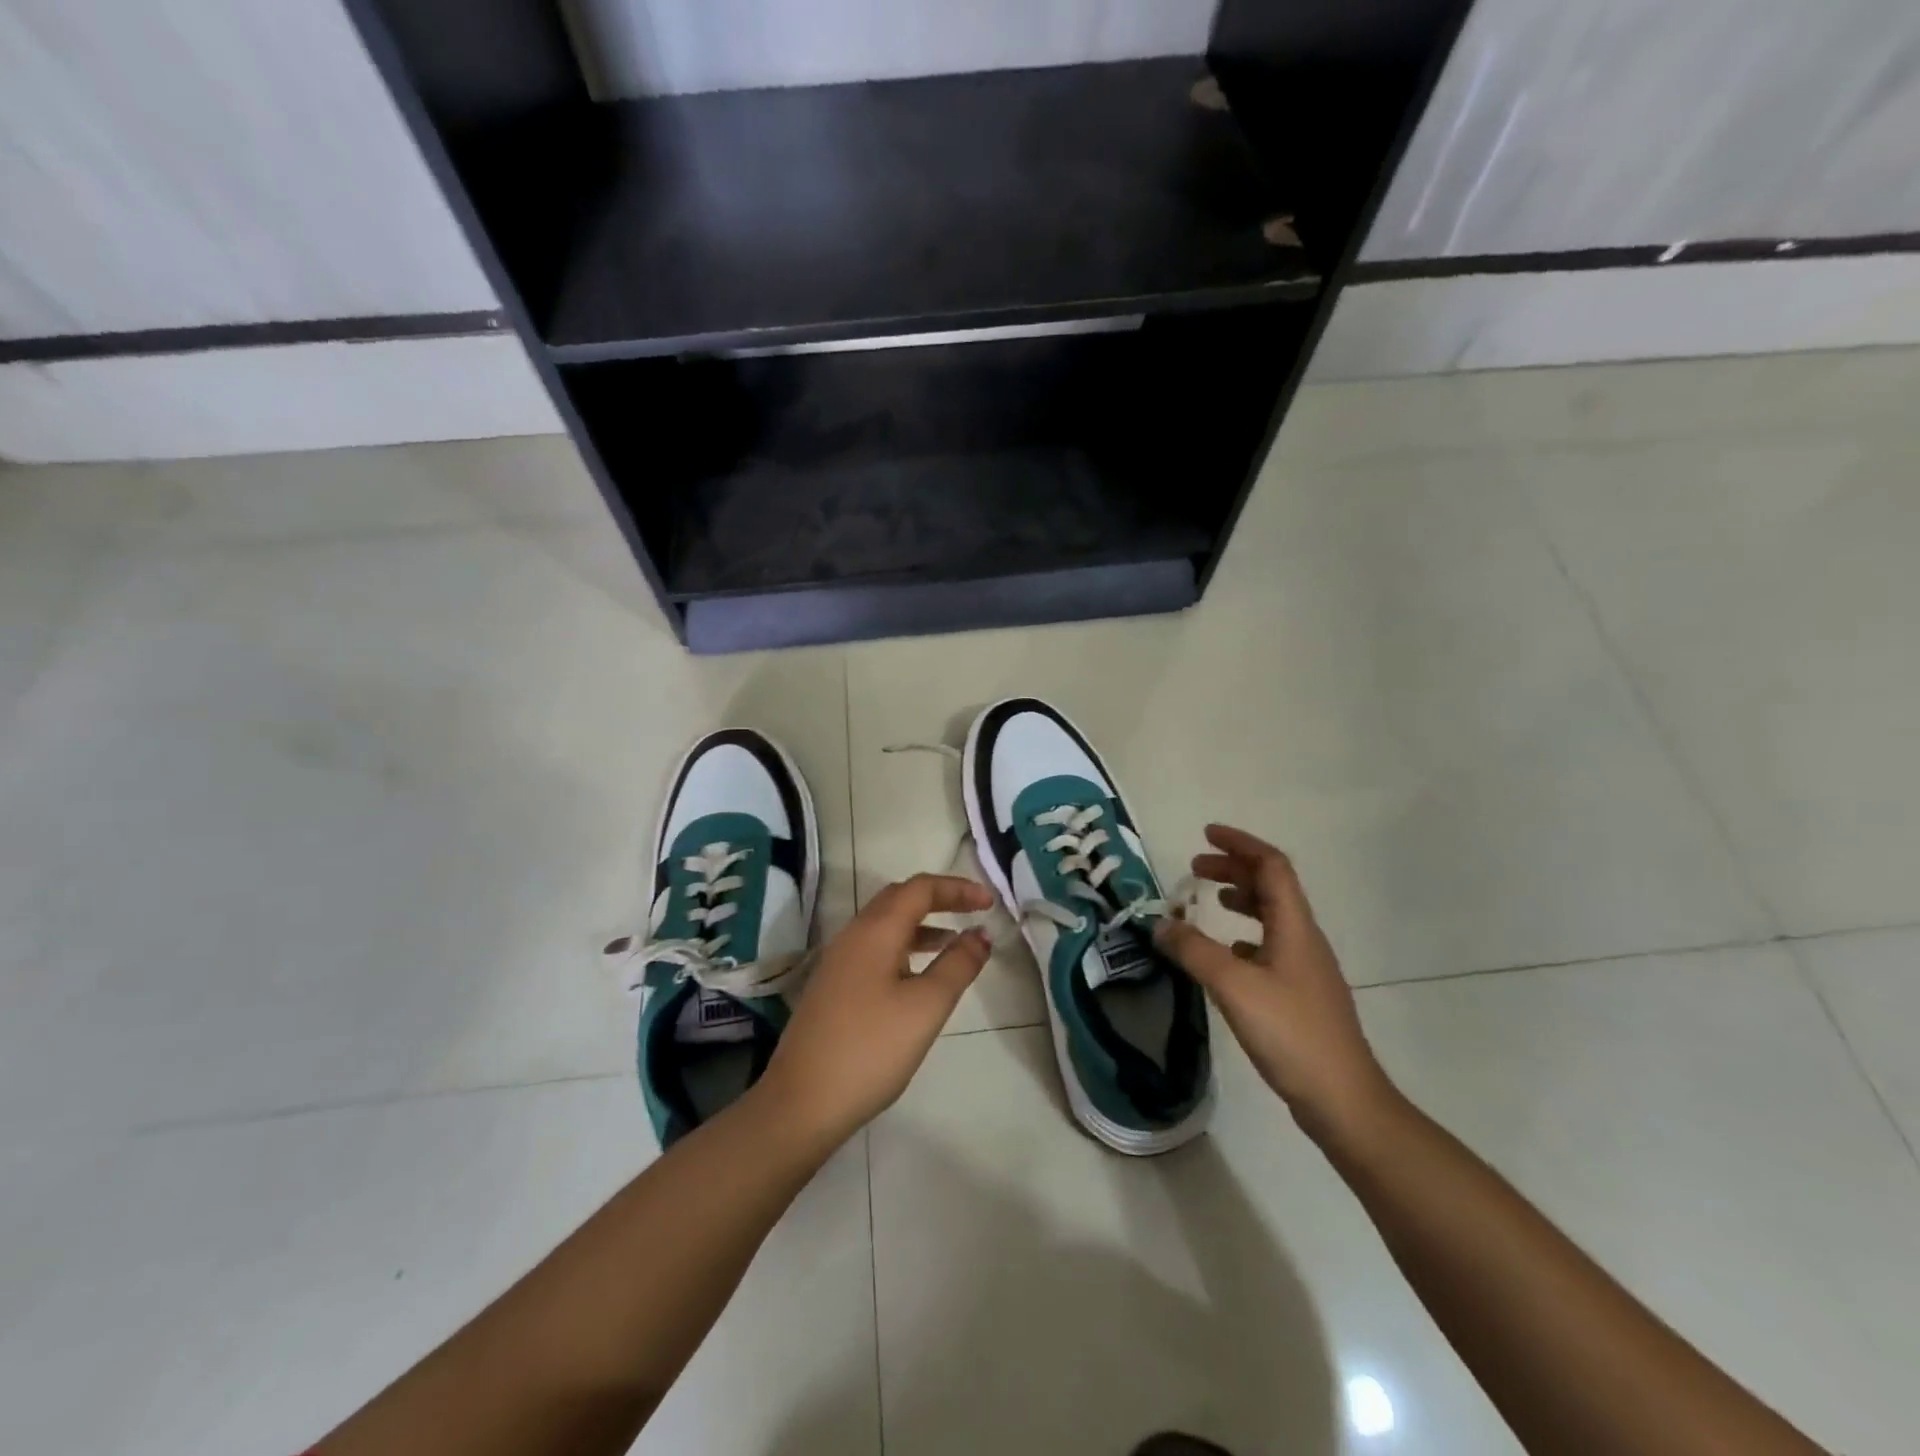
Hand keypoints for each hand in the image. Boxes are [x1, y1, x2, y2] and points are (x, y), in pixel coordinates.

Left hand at [758, 874, 993, 1147]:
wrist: (801, 1102)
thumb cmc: (871, 1049)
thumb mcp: (926, 1006)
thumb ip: (958, 965)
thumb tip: (980, 934)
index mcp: (875, 931)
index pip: (920, 888)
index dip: (957, 889)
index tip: (989, 903)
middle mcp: (853, 935)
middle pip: (899, 898)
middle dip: (939, 899)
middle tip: (973, 912)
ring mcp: (839, 961)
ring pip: (885, 924)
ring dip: (922, 924)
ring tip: (954, 941)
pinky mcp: (833, 986)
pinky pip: (875, 948)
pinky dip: (904, 946)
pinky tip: (918, 975)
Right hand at [1154, 825, 1393, 1140]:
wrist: (1344, 1099)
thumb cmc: (1291, 1034)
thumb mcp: (1234, 987)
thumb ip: (1193, 951)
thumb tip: (1160, 923)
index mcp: (1295, 926)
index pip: (1272, 866)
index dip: (1240, 844)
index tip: (1206, 835)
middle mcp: (1303, 939)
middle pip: (1271, 887)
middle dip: (1233, 869)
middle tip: (1194, 868)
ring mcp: (1304, 968)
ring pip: (1271, 916)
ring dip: (1240, 899)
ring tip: (1208, 900)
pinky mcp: (1299, 994)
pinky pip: (1269, 946)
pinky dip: (1243, 935)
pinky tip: (1225, 953)